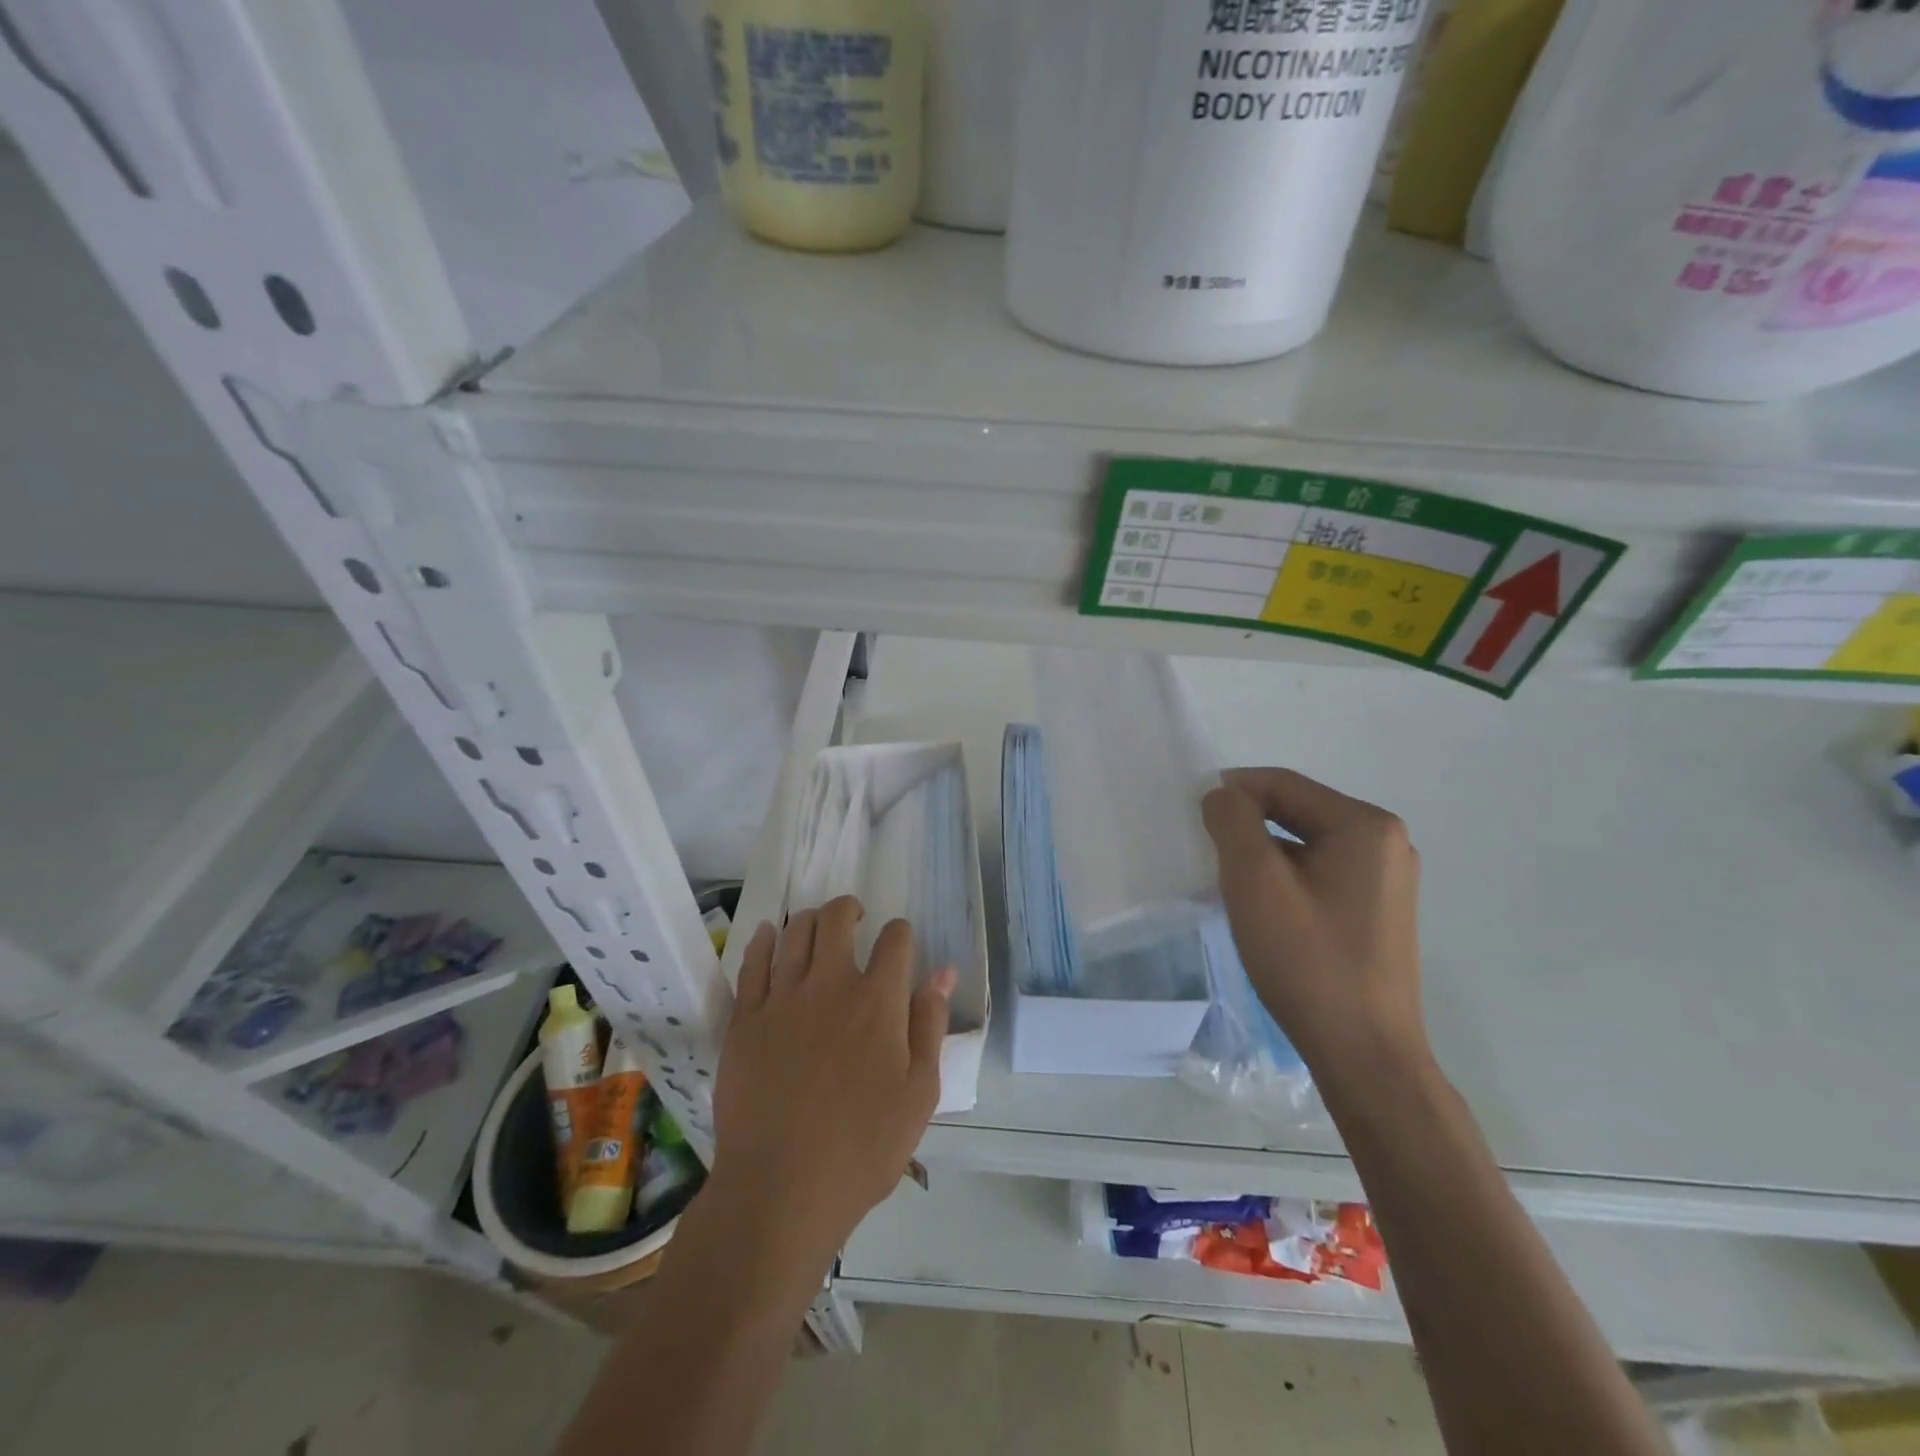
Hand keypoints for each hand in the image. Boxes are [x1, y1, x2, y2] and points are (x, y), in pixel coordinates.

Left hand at [708, 896, 954, 1274]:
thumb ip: (930, 1024)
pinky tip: (770, 934)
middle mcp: (830, 985)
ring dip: (811, 920)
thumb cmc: (862, 1147)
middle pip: (837, 919)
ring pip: (794, 932)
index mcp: (878, 1001)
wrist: (780, 1189)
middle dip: (850, 909)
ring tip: (818, 928)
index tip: (900, 945)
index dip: (901, 934)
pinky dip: (764, 940)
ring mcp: (782, 998)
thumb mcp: (919, 1093)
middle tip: (855, 920)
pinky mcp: (745, 1018)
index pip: (896, 939)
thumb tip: (943, 972)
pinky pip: (753, 963)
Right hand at [1201, 767, 1428, 1089]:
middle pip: (1297, 810)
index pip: (1283, 784)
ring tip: (1228, 882)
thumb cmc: (1307, 960)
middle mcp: (1385, 841)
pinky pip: (1320, 871)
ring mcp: (1386, 877)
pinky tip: (1261, 906)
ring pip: (1305, 842)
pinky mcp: (1378, 909)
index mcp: (1365, 825)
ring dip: (1262, 852)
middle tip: (1206, 851)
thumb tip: (1222, 796)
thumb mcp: (1255, 882)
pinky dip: (1284, 876)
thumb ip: (1232, 822)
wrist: (1363, 1053)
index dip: (1231, 790)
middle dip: (1247, 824)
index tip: (1191, 814)